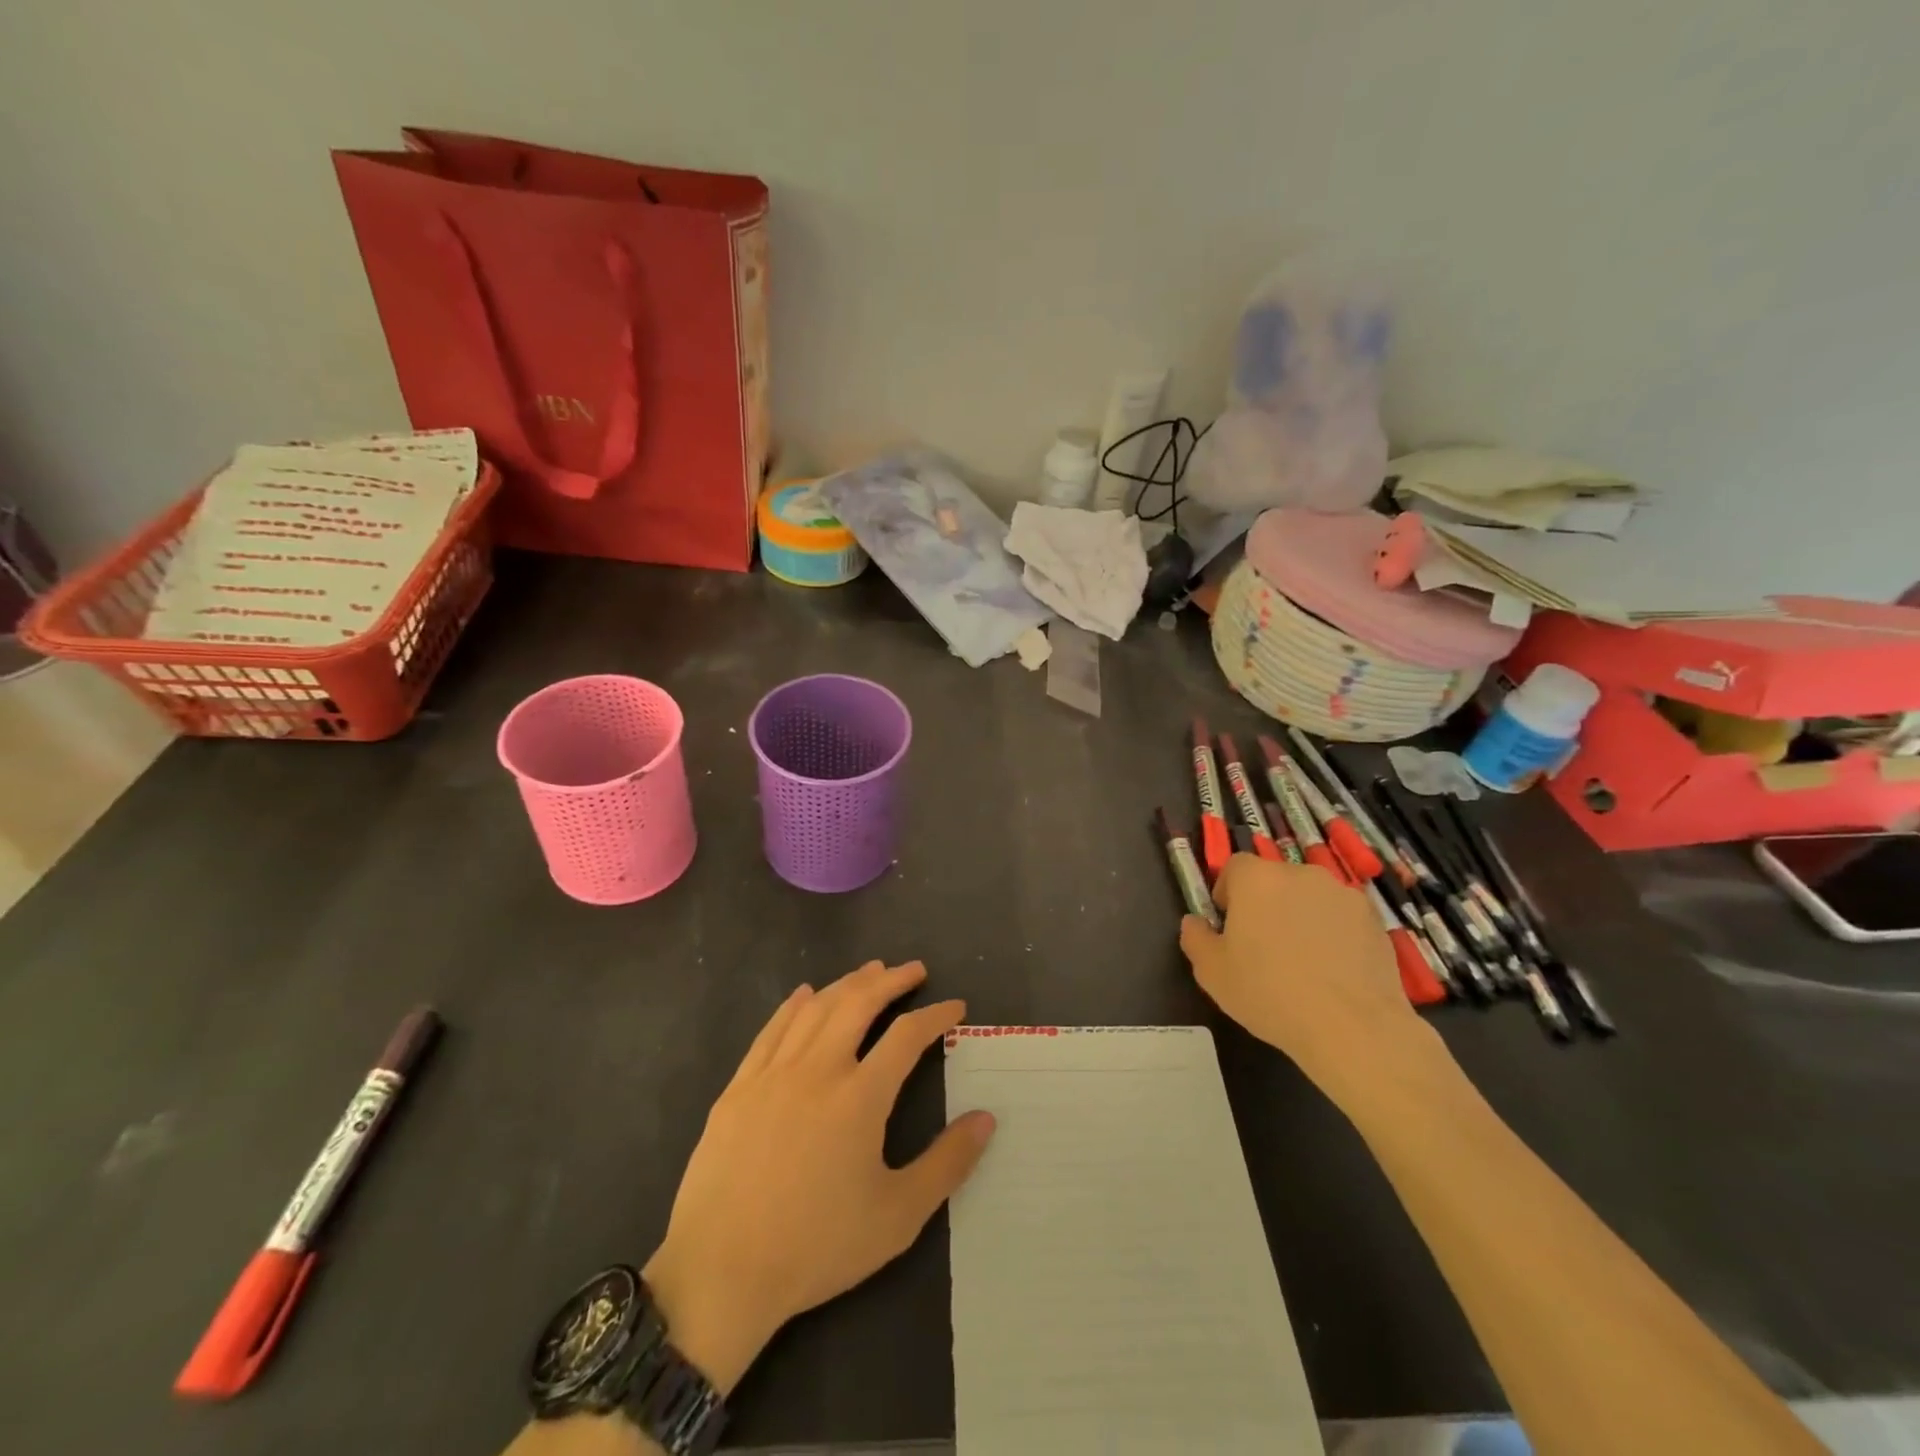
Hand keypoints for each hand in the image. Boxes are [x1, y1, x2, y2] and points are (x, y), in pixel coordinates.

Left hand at [643, 961, 995, 1395]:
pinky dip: (794, 1005)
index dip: (935, 1015)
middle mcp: (818, 1069)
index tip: (955, 1007)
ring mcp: (773, 1073)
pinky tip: (805, 994)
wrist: (721, 1273)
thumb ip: (947, 1163)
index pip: (907, 1036)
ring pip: (816, 1008)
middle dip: (892, 980)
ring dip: (847, 983)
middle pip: (859, 1003)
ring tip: (870, 972)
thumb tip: (987, 1118)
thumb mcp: (897, 1216)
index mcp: (860, 1097)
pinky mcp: (739, 1087)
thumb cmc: (816, 1247)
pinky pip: (772, 1029)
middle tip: (914, 970)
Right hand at [1179, 854, 1433, 1103]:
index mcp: (1256, 879)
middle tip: (1263, 946)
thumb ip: (1196, 939)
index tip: (1229, 926)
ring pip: (1309, 897)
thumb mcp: (1212, 973)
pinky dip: (1334, 933)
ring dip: (1301, 916)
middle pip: (1274, 880)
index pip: (1235, 867)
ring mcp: (1341, 894)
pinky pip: (1341, 917)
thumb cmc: (1269, 993)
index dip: (1228, 893)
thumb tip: (1194, 922)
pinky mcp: (1373, 918)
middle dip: (1266, 905)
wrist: (1352, 1026)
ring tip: (1303, 961)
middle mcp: (1299, 874)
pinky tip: (1334, 970)